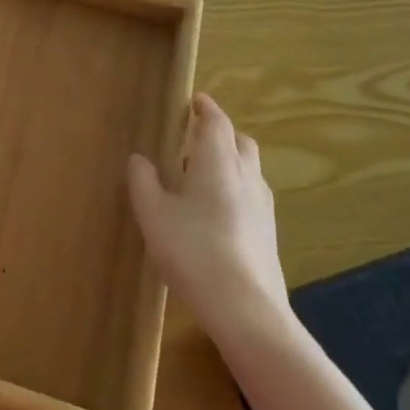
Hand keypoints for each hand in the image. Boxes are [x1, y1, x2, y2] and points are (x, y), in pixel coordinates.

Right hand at [128, 93, 289, 336]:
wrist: (245, 309)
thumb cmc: (192, 249)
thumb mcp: (153, 212)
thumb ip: (143, 180)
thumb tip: (140, 158)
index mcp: (217, 161)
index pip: (216, 121)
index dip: (206, 108)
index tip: (195, 100)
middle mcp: (246, 176)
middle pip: (241, 142)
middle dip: (221, 134)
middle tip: (195, 139)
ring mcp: (263, 207)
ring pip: (250, 170)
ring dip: (231, 163)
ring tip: (203, 177)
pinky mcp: (269, 234)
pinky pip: (253, 196)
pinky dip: (237, 190)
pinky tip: (218, 213)